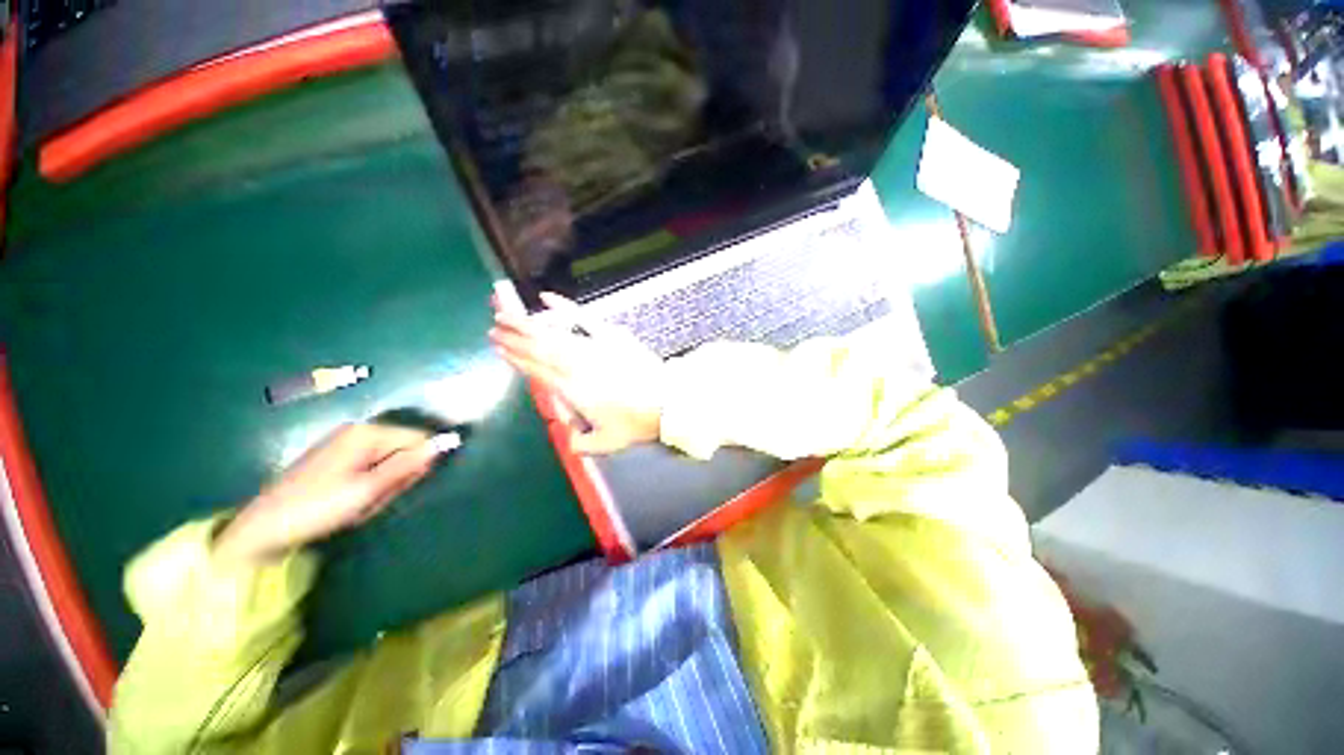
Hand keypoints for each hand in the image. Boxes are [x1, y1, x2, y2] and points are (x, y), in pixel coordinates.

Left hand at [214, 424, 448, 565]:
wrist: (264, 528)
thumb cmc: (318, 507)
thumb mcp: (369, 490)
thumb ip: (409, 464)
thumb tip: (449, 442)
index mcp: (368, 432)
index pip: (419, 438)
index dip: (418, 465)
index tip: (398, 489)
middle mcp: (359, 430)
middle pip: (403, 449)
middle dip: (397, 476)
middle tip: (373, 500)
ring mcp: (345, 442)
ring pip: (389, 460)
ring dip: (383, 484)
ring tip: (360, 504)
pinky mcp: (336, 455)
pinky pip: (371, 466)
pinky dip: (369, 484)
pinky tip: (351, 500)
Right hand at [490, 293, 665, 454]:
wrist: (666, 403)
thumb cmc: (636, 423)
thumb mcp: (606, 443)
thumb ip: (581, 444)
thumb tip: (567, 437)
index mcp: (571, 389)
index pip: (536, 370)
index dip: (516, 358)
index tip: (499, 347)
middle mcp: (576, 365)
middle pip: (538, 348)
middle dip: (514, 337)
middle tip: (493, 326)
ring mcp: (593, 347)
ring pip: (553, 333)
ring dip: (528, 323)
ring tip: (507, 313)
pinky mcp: (611, 335)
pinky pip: (583, 317)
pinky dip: (564, 307)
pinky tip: (546, 298)